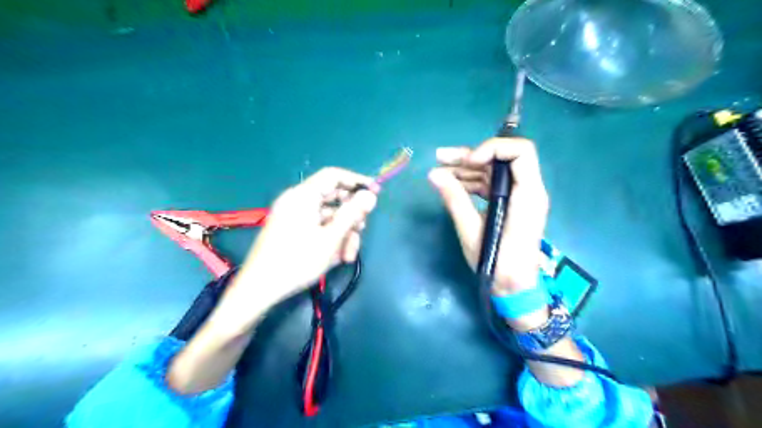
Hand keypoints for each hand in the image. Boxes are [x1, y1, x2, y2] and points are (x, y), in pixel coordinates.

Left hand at [229, 169, 377, 311]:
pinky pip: (317, 226)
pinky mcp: (291, 229)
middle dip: (351, 216)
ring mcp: (293, 216)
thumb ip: (352, 214)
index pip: (334, 176)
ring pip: (328, 216)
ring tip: (348, 256)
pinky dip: (329, 238)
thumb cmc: (297, 261)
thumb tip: (370, 195)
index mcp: (303, 196)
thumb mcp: (330, 238)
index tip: (375, 192)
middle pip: (333, 198)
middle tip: (362, 231)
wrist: (259, 288)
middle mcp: (297, 200)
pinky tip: (337, 258)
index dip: (356, 181)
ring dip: (342, 233)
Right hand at [428, 138, 547, 294]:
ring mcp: (519, 196)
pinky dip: (470, 182)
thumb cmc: (497, 264)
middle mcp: (528, 190)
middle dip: (470, 155)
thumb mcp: (472, 231)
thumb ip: (455, 199)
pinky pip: (490, 185)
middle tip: (440, 158)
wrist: (514, 288)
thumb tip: (434, 175)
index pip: (521, 152)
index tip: (468, 162)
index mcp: (528, 195)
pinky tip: (450, 184)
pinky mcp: (510, 204)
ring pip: (493, 170)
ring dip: (465, 169)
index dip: (492, 148)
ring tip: (438, 172)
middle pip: (502, 158)